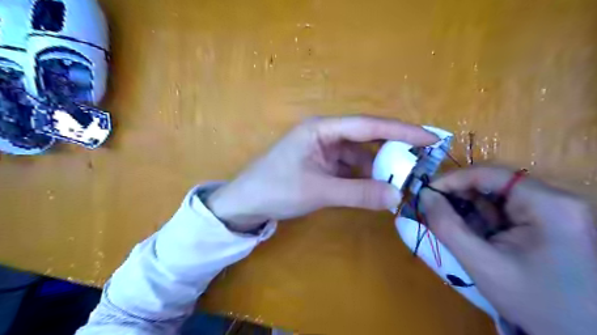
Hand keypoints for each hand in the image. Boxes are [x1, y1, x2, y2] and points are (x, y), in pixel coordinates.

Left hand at [207, 117, 436, 231]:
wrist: (245, 203)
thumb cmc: (276, 190)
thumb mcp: (319, 191)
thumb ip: (358, 193)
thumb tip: (397, 197)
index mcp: (321, 129)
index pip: (368, 125)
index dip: (401, 131)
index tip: (429, 138)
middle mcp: (324, 134)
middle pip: (365, 138)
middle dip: (391, 149)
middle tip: (420, 161)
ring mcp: (322, 150)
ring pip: (357, 155)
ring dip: (376, 167)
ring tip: (399, 180)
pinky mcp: (319, 164)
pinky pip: (347, 167)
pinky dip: (362, 176)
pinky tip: (374, 187)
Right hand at [419, 165, 596, 334]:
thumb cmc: (534, 302)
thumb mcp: (482, 264)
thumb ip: (447, 226)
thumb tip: (425, 195)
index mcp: (548, 204)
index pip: (490, 174)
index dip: (452, 179)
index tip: (426, 193)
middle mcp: (555, 199)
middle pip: (494, 183)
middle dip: (460, 196)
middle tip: (434, 209)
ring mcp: (554, 210)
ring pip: (497, 197)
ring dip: (470, 209)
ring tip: (450, 224)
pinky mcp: (549, 221)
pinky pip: (505, 210)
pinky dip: (482, 219)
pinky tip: (471, 233)